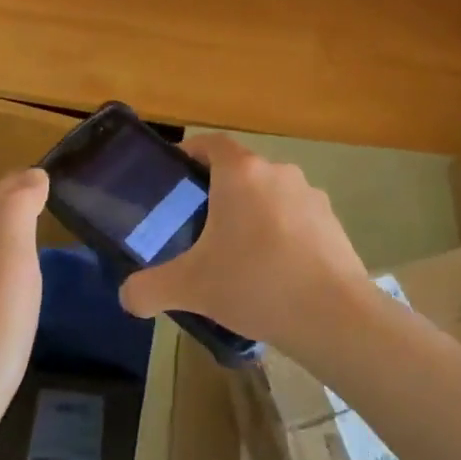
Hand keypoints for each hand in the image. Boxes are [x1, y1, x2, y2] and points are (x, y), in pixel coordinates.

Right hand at [119, 134, 370, 353]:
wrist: (333, 315)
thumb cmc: (255, 284)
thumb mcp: (190, 288)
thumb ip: (149, 289)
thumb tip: (128, 297)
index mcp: (240, 173)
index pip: (211, 144)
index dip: (191, 154)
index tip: (177, 177)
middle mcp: (277, 172)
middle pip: (240, 171)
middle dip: (220, 193)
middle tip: (200, 228)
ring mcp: (310, 194)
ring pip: (270, 194)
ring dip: (254, 214)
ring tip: (240, 256)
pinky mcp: (332, 221)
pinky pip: (296, 218)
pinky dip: (283, 234)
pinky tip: (276, 273)